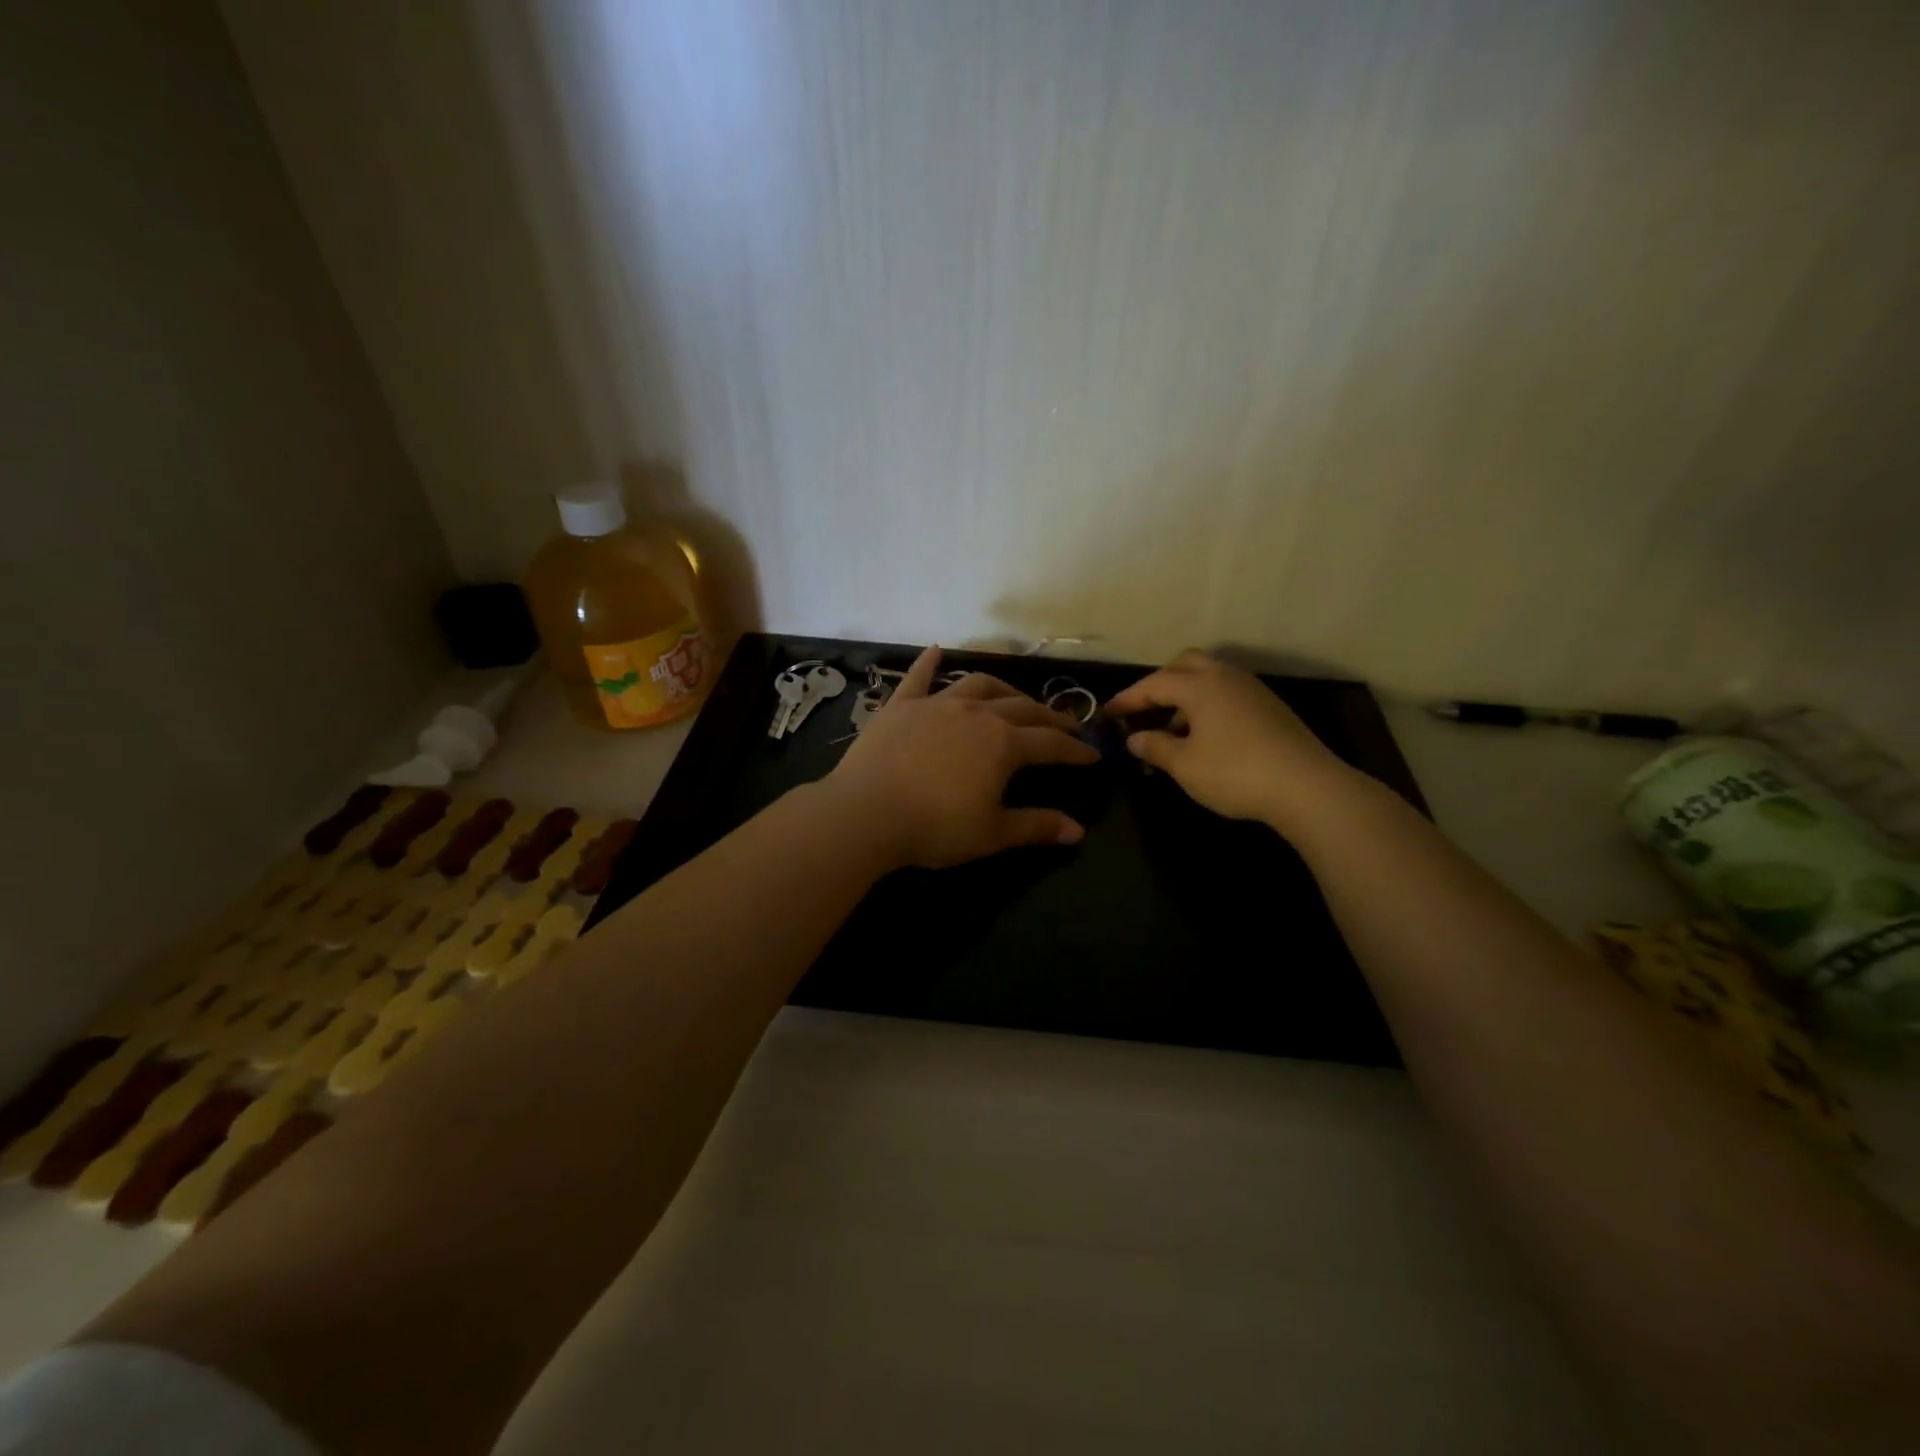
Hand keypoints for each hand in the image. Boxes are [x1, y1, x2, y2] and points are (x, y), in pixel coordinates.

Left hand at [823, 647, 1098, 869]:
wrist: (865, 814)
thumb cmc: (934, 828)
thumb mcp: (992, 834)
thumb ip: (1036, 827)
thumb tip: (1078, 831)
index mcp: (1003, 744)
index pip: (1051, 744)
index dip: (1075, 751)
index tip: (1093, 755)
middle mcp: (976, 713)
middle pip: (1022, 708)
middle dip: (1048, 717)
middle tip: (1064, 725)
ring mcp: (936, 704)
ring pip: (979, 685)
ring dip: (1003, 689)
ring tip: (1015, 698)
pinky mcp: (900, 705)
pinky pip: (918, 677)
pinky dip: (929, 662)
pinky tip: (937, 649)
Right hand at [1106, 650, 1358, 832]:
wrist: (1307, 787)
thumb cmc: (1235, 773)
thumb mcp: (1184, 765)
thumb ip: (1155, 747)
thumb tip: (1134, 739)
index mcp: (1199, 685)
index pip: (1153, 684)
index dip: (1127, 699)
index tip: (1107, 714)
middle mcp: (1224, 676)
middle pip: (1183, 665)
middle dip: (1159, 685)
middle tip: (1143, 711)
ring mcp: (1251, 688)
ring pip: (1208, 677)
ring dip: (1184, 696)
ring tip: (1172, 730)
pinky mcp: (1269, 706)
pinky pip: (1226, 692)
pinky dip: (1207, 704)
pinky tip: (1205, 736)